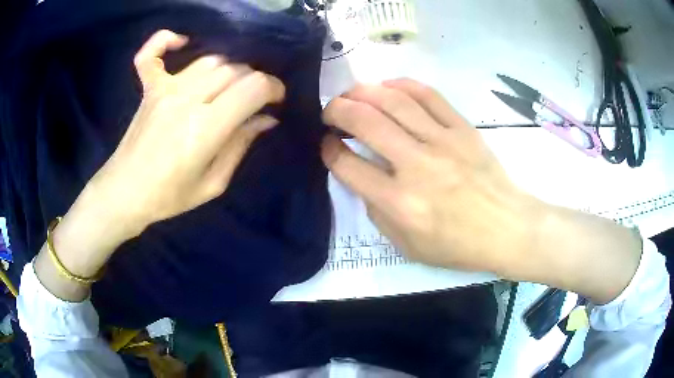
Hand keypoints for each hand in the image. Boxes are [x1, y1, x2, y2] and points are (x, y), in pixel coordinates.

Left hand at [34, 30, 284, 299]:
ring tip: (228, 87)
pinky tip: (181, 42)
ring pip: (210, 61)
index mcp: (206, 128)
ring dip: (228, 69)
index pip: (253, 87)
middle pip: (235, 70)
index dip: (273, 88)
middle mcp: (187, 100)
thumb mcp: (214, 183)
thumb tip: (266, 119)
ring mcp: (165, 90)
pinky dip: (165, 41)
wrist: (125, 193)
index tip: (276, 99)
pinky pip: (152, 55)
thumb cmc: (169, 197)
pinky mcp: (149, 89)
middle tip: (253, 101)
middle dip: (253, 82)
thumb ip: (240, 145)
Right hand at [321, 78, 544, 272]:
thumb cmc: (458, 245)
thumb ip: (378, 213)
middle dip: (337, 110)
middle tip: (330, 111)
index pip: (348, 166)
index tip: (327, 143)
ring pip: (393, 101)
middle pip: (365, 122)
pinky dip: (403, 85)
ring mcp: (442, 142)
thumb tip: (363, 178)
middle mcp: (416, 166)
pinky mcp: (462, 128)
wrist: (507, 228)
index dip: (329, 150)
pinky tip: (388, 86)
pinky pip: (429, 95)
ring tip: (352, 94)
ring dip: (363, 91)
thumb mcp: (407, 247)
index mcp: (399, 203)